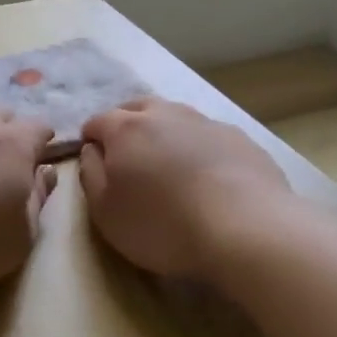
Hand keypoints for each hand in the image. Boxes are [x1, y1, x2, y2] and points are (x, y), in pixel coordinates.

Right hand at [79, 98, 290, 279]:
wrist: (245, 228)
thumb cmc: (162, 224)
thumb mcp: (106, 212)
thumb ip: (90, 175)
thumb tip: (91, 151)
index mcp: (126, 129)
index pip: (97, 121)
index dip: (90, 139)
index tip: (94, 160)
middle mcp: (165, 114)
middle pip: (137, 108)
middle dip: (125, 124)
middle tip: (127, 155)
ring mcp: (206, 122)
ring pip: (175, 117)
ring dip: (165, 132)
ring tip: (168, 163)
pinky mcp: (240, 138)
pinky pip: (208, 135)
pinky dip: (198, 148)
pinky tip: (207, 175)